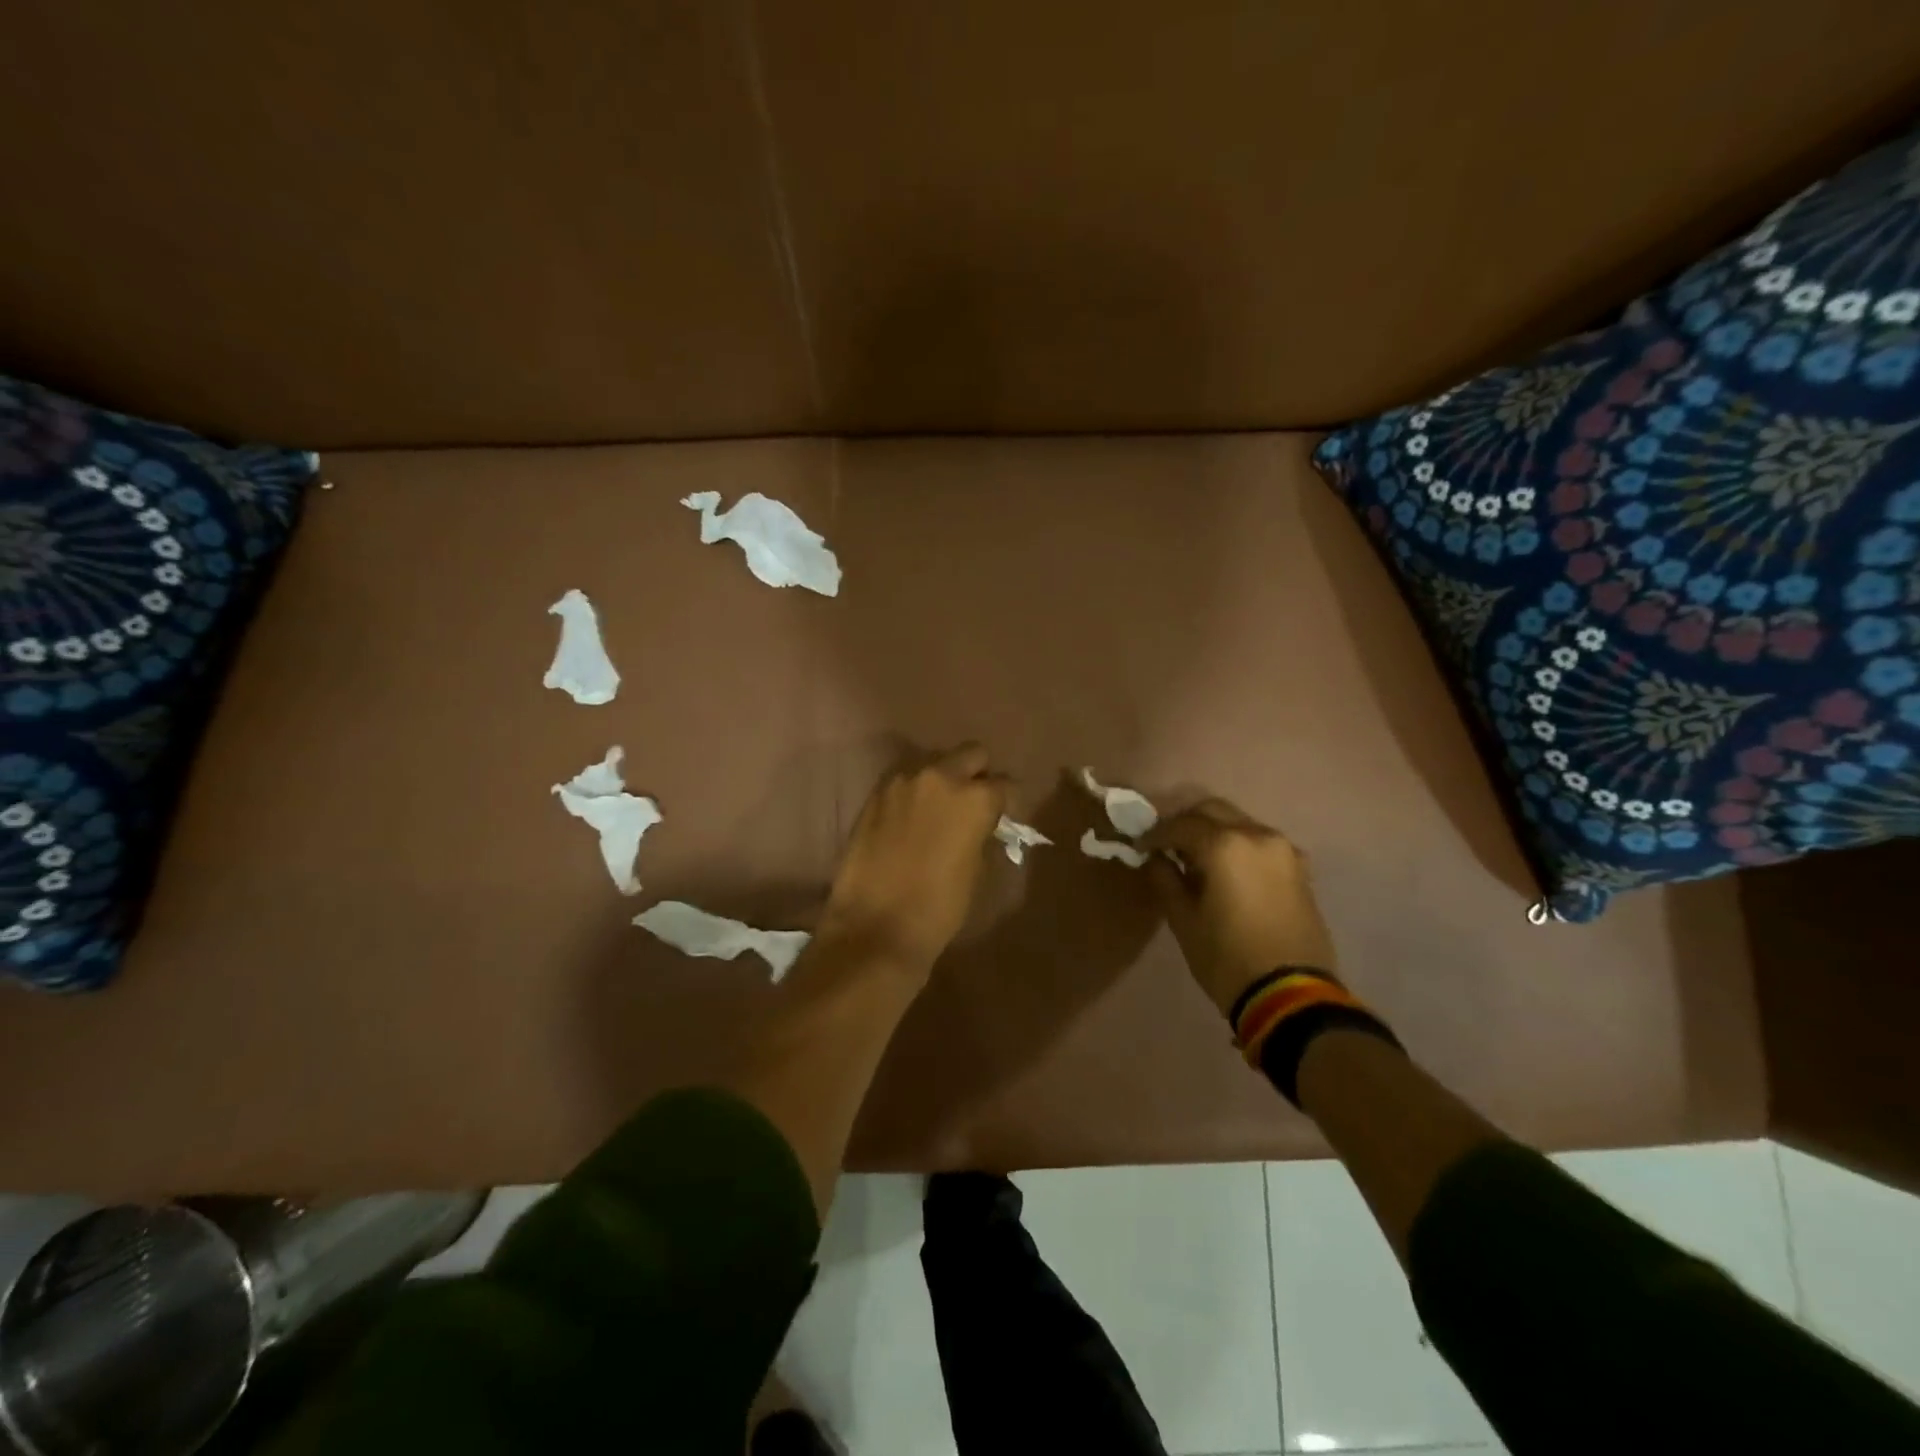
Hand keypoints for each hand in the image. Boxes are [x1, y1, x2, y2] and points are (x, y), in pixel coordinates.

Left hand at [818, 743, 1008, 976]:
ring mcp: (902, 781)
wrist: (875, 926)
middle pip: (971, 754)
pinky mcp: (875, 794)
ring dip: (942, 779)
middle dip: (977, 774)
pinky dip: (914, 791)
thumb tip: (981, 823)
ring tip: (939, 809)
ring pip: (934, 762)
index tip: (1003, 816)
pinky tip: (911, 817)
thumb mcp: (976, 869)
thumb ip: (981, 832)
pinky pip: (904, 780)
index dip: (1007, 801)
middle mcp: (940, 776)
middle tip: (973, 803)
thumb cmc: (939, 907)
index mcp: (974, 797)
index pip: (1005, 784)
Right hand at [1141, 797, 1336, 1016]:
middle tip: (1167, 845)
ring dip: (1214, 832)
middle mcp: (1256, 835)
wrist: (1291, 996)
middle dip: (1186, 823)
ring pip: (1239, 823)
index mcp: (1224, 845)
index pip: (1180, 825)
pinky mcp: (1299, 868)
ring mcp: (1283, 849)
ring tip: (1196, 859)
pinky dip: (1239, 846)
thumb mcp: (1183, 920)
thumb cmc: (1227, 958)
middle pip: (1213, 810)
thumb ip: (1166, 879)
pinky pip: (1260, 843)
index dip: (1155, 835)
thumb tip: (1157, 859)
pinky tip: (1227, 871)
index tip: (1140, 847)